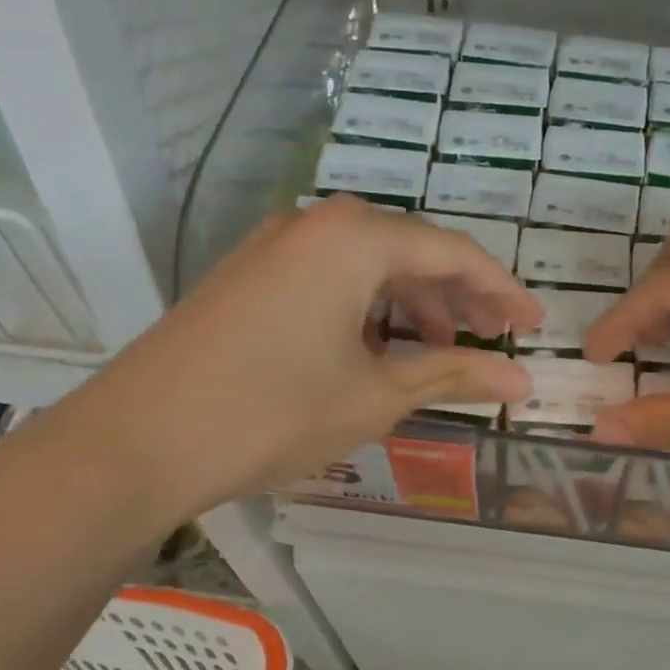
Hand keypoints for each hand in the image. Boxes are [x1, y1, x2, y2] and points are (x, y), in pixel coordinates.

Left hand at [52, 197, 539, 523]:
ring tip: (439, 350)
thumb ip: (453, 375)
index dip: (502, 290)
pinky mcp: (249, 276)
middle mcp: (315, 225)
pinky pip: (331, 278)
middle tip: (494, 337)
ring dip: (413, 303)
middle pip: (411, 250)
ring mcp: (274, 247)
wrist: (136, 443)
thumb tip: (520, 382)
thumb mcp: (376, 395)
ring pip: (369, 264)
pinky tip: (378, 348)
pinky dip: (368, 308)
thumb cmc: (273, 413)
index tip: (532, 326)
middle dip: (459, 295)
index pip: (453, 252)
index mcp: (354, 239)